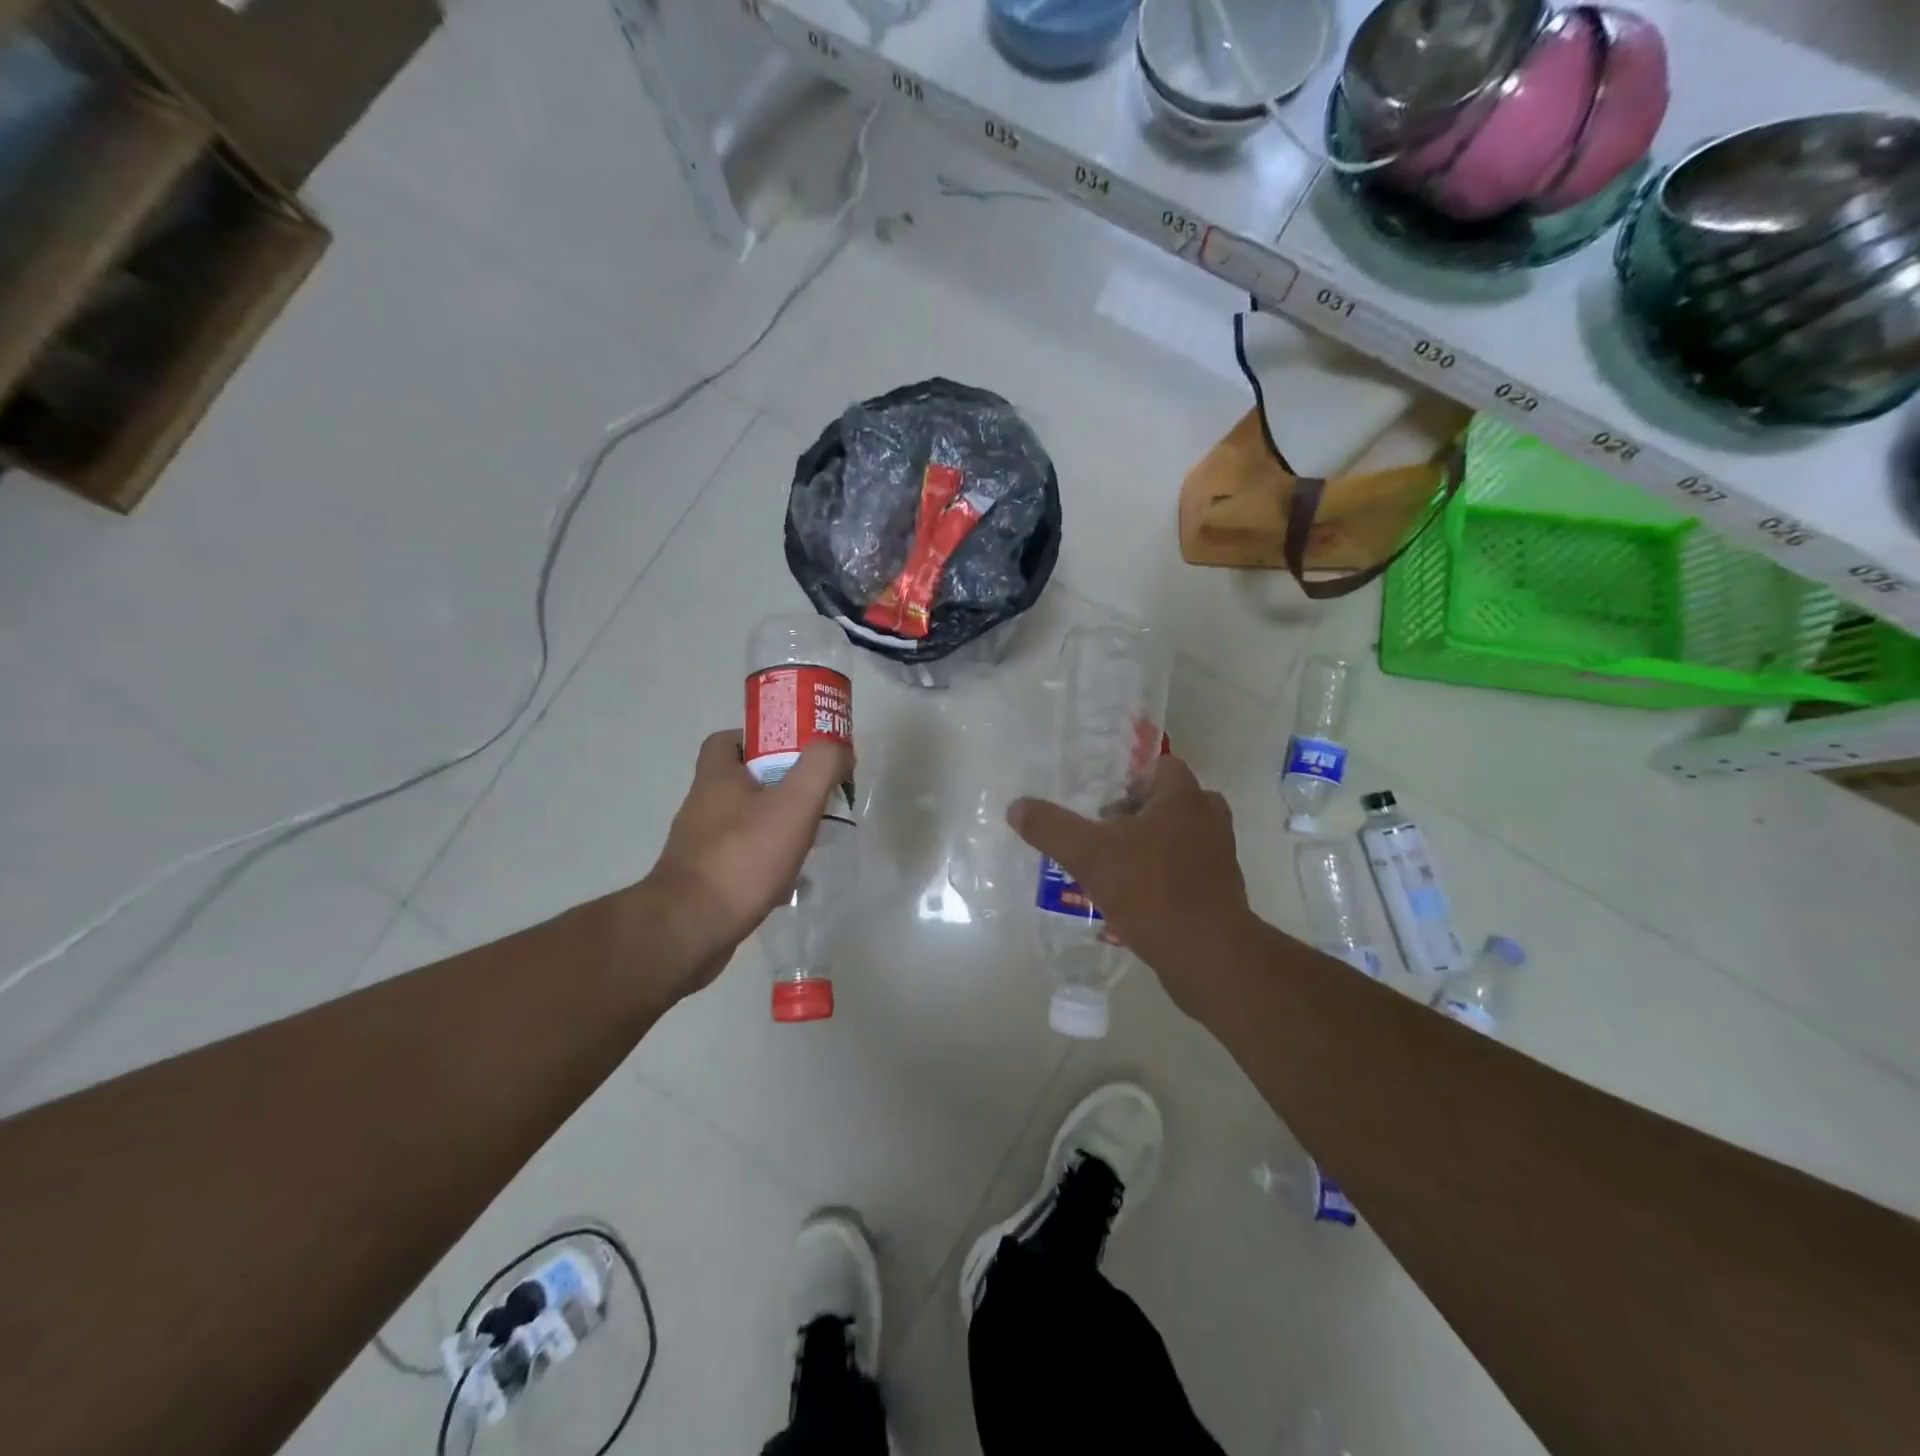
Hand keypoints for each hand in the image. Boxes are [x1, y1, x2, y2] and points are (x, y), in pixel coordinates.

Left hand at [641, 729, 852, 998]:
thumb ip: (821, 767)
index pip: (729, 739)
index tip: (795, 751)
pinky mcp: (704, 880)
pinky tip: (790, 877)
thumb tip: (838, 747)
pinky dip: (765, 860)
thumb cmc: (743, 857)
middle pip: (741, 780)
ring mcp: (700, 845)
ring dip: (774, 824)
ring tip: (810, 837)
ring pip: (743, 821)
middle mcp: (702, 805)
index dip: (761, 738)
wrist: (691, 929)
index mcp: (716, 777)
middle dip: (779, 784)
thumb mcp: (794, 803)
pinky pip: (740, 857)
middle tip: (814, 795)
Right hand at [1008, 755, 1259, 1018]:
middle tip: (1105, 834)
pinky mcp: (1220, 893)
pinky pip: (1187, 872)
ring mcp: (1219, 858)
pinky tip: (1133, 901)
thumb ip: (1051, 827)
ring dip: (1150, 847)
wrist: (1207, 954)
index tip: (1103, 806)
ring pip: (1180, 838)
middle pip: (1171, 803)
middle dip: (1138, 815)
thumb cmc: (1151, 890)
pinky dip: (1163, 877)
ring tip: (1114, 869)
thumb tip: (1016, 806)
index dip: (1131, 780)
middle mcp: (1209, 820)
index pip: (1162, 768)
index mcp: (1183, 799)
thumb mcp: (1089, 855)